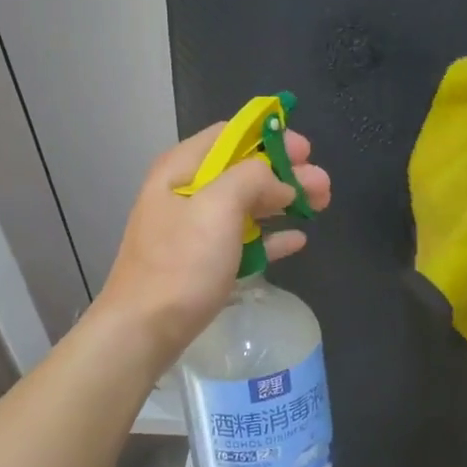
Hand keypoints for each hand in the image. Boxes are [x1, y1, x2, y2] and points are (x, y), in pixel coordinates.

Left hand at [93, 122, 332, 359]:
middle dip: (286, 172)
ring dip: (284, 201)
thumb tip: (279, 182)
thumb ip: (252, 179)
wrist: (143, 332)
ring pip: (248, 203)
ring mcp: (194, 228)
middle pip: (244, 169)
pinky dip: (270, 236)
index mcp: (182, 168)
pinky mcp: (203, 261)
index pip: (231, 134)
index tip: (305, 151)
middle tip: (323, 184)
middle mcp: (187, 191)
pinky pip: (244, 239)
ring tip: (321, 205)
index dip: (271, 136)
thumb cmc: (180, 264)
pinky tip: (297, 239)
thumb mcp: (217, 207)